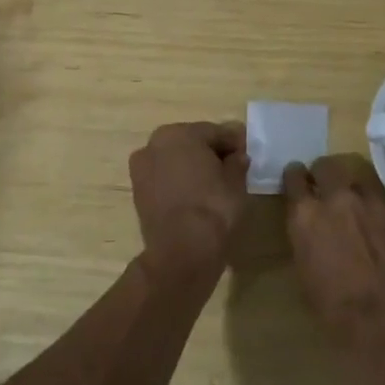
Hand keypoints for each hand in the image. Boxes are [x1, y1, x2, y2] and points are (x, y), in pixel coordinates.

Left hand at [129, 121, 249, 283]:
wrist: (181, 252)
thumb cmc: (213, 208)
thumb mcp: (236, 182)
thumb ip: (237, 162)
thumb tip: (237, 157)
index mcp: (180, 133)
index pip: (215, 132)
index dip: (234, 143)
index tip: (247, 154)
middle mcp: (154, 143)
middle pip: (191, 142)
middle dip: (211, 152)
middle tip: (232, 168)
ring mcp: (142, 167)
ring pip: (175, 159)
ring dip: (193, 167)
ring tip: (214, 185)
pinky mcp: (138, 191)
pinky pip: (165, 177)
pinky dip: (179, 182)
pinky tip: (196, 196)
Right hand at [281, 155, 384, 354]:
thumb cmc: (336, 310)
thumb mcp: (305, 273)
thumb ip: (306, 239)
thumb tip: (311, 230)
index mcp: (306, 214)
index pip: (294, 177)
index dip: (296, 179)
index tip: (298, 183)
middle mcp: (337, 198)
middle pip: (326, 166)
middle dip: (324, 174)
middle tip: (326, 188)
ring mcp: (372, 202)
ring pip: (358, 176)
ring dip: (352, 187)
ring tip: (355, 204)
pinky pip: (383, 200)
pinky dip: (377, 208)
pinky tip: (380, 228)